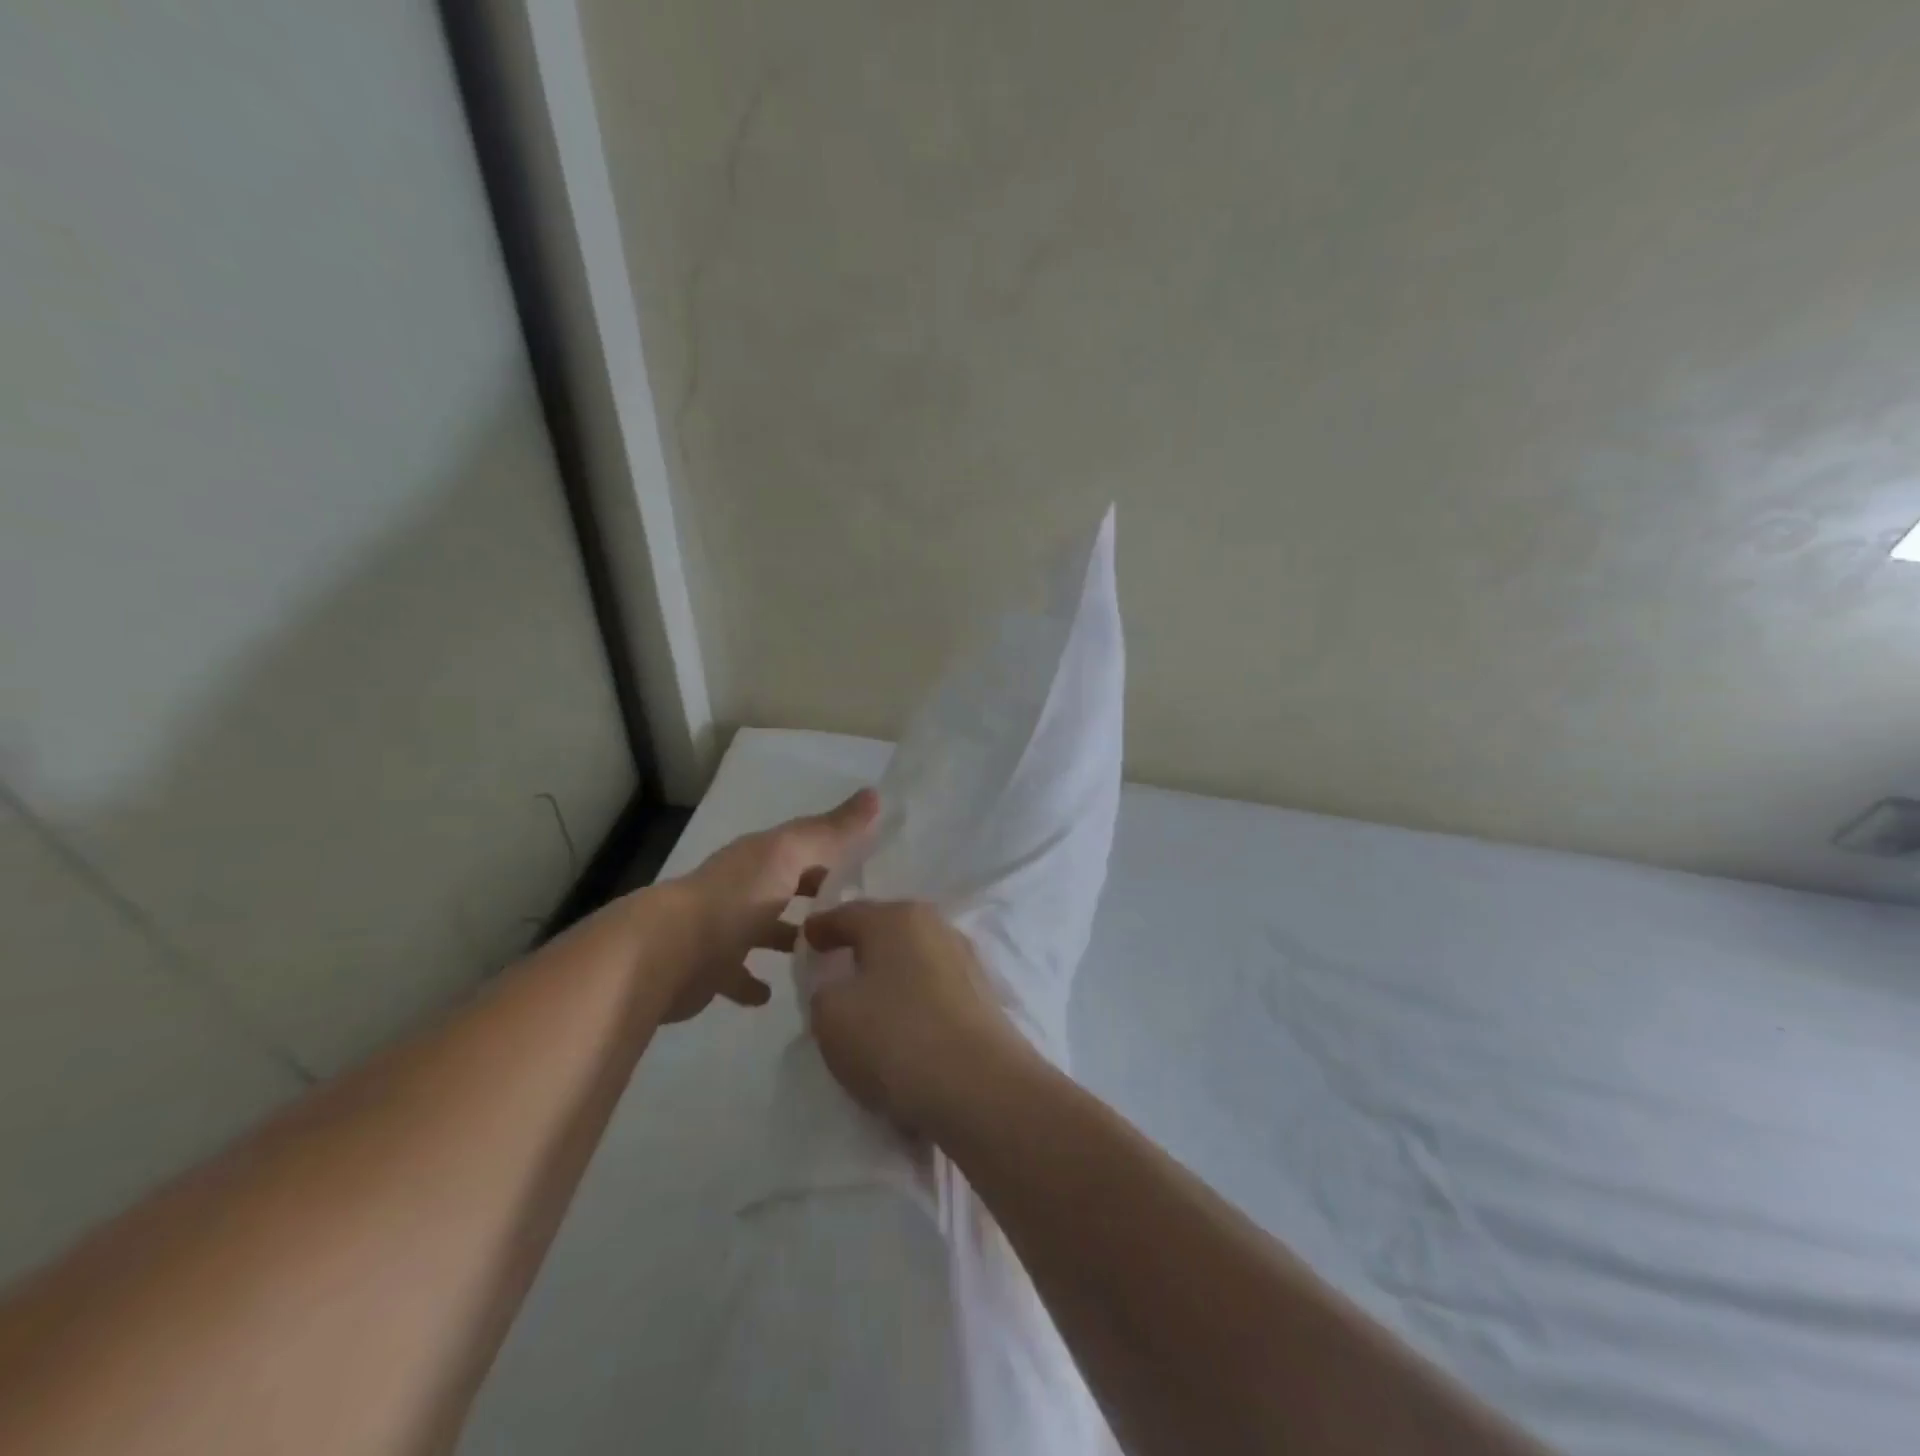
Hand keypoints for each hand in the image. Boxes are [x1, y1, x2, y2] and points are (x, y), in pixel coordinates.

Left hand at [655, 789, 877, 1023]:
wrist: (668, 953)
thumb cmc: (736, 898)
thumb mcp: (790, 855)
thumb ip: (831, 830)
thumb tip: (875, 794)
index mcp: (762, 857)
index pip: (807, 847)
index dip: (837, 852)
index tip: (873, 866)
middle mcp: (743, 887)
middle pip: (787, 886)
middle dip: (817, 895)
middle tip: (859, 915)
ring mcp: (724, 929)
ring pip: (766, 930)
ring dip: (790, 938)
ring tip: (830, 955)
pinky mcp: (711, 969)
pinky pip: (739, 975)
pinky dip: (754, 983)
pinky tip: (774, 994)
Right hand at [801, 899, 1031, 1132]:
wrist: (981, 1088)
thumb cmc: (896, 1038)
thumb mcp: (831, 1015)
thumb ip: (823, 989)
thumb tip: (840, 985)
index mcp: (896, 917)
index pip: (847, 913)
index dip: (820, 927)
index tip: (804, 939)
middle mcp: (935, 926)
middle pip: (885, 930)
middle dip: (860, 945)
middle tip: (834, 965)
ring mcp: (964, 960)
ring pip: (912, 958)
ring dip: (890, 973)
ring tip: (866, 999)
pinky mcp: (982, 996)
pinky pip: (933, 988)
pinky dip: (913, 998)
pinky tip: (902, 1021)